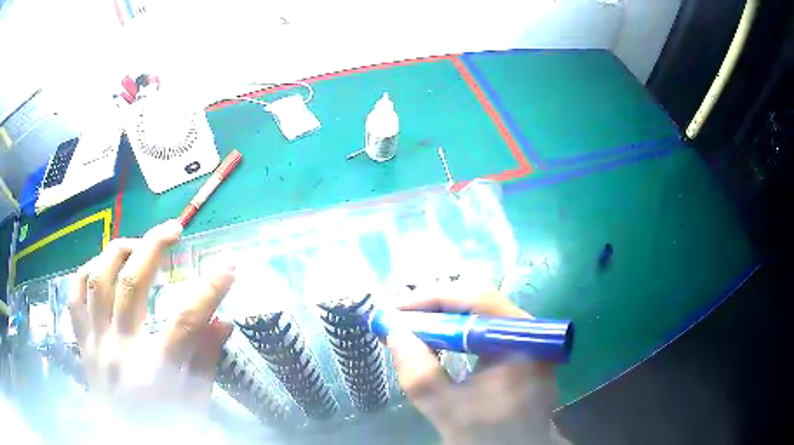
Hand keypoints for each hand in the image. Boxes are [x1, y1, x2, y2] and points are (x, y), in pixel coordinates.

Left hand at [68, 220, 233, 416]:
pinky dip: (86, 272)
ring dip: (117, 251)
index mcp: (154, 374)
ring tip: (136, 243)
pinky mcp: (83, 342)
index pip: (185, 323)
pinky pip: (75, 296)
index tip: (229, 263)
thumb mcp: (193, 404)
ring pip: (96, 280)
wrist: (126, 444)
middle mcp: (119, 351)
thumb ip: (205, 362)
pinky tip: (100, 264)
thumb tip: (223, 322)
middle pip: (130, 285)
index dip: (209, 289)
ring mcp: (95, 343)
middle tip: (174, 230)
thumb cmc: (164, 428)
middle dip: (154, 247)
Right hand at [386, 284, 569, 444]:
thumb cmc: (487, 435)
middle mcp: (531, 333)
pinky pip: (488, 332)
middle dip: (436, 309)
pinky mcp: (524, 353)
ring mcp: (530, 342)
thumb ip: (418, 372)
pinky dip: (460, 334)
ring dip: (446, 321)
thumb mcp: (446, 408)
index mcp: (521, 342)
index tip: (395, 312)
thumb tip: (394, 332)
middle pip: (481, 304)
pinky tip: (439, 343)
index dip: (432, 299)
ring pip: (483, 316)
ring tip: (413, 330)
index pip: (477, 300)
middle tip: (400, 321)